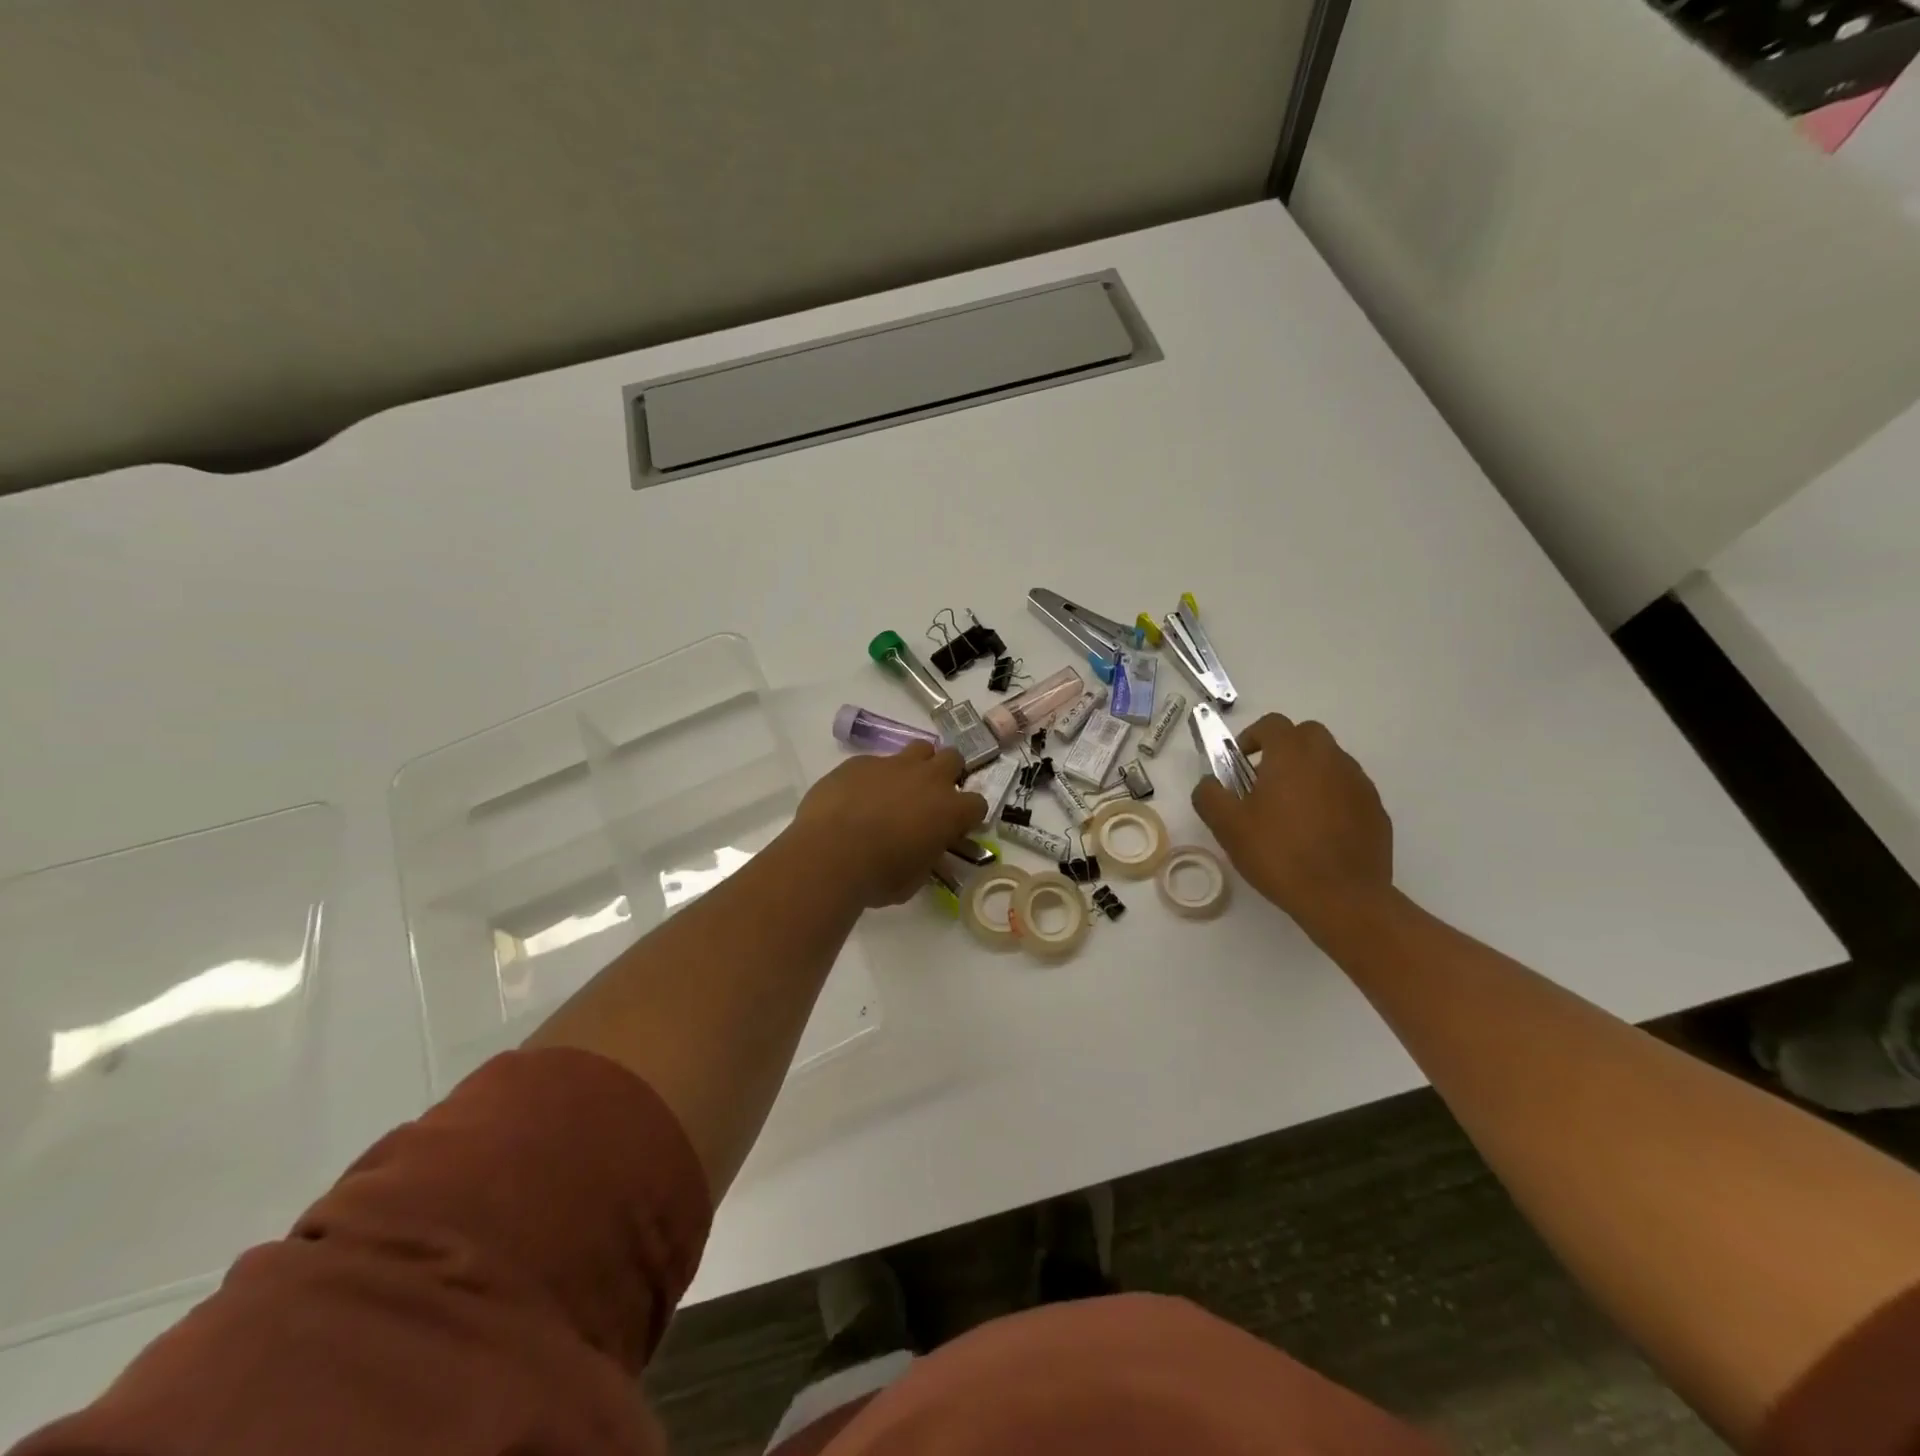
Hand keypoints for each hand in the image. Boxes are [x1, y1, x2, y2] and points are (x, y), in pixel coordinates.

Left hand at [793, 743, 989, 907]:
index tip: (955, 828)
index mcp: (949, 810)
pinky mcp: (860, 762)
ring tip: (899, 788)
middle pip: (953, 758)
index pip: (977, 804)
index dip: (967, 816)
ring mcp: (893, 765)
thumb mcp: (915, 878)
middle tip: (931, 797)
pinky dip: (874, 776)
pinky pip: (876, 762)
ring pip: (919, 748)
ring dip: (916, 765)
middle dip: (948, 774)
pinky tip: (858, 797)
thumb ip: (928, 858)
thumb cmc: (879, 876)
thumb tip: (927, 852)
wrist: (829, 854)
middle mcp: (928, 779)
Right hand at [1191, 713, 1392, 938]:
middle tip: (1264, 783)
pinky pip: (1348, 790)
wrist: (1343, 898)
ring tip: (1291, 812)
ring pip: (1330, 762)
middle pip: (1306, 735)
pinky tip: (1318, 833)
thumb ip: (1209, 795)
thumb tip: (1209, 784)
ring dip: (1309, 773)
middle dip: (1284, 750)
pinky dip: (1331, 798)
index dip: (1251, 738)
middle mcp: (1330, 759)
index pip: (1272, 724)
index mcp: (1292, 755)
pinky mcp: (1376, 810)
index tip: (1239, 764)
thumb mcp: (1227, 826)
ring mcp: (1359, 783)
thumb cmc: (1279, 854)